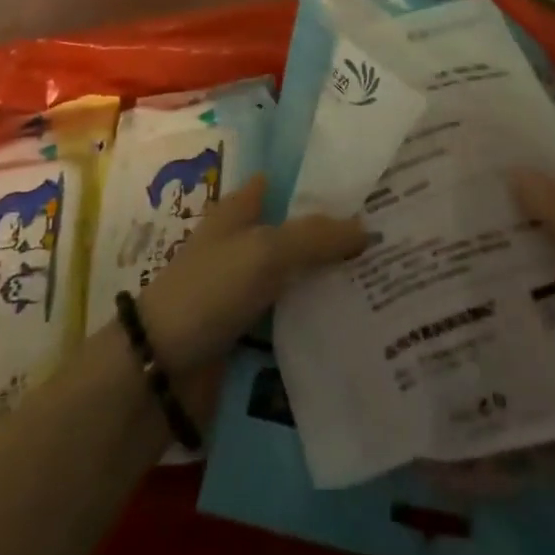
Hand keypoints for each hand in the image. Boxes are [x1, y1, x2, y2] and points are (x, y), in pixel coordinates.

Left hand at [137, 174, 366, 383]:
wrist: (160, 370)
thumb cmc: (208, 291)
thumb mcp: (264, 252)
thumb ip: (315, 237)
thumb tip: (367, 229)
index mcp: (239, 210)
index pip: (287, 185)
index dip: (323, 185)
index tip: (369, 191)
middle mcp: (244, 242)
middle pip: (298, 233)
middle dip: (337, 237)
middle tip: (394, 239)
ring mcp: (246, 288)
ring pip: (299, 276)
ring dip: (331, 281)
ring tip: (389, 281)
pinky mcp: (249, 330)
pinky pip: (292, 316)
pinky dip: (317, 317)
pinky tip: (357, 323)